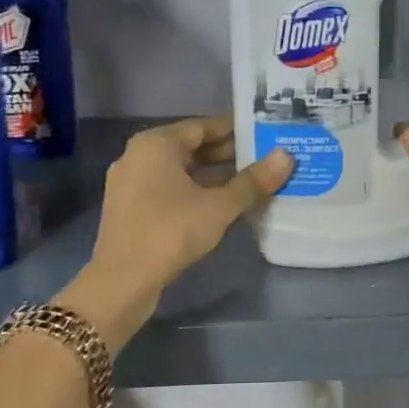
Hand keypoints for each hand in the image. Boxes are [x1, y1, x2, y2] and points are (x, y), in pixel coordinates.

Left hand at [61, 118, 292, 352]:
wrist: (122, 281)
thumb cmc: (171, 232)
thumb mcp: (219, 206)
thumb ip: (253, 181)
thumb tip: (286, 156)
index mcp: (156, 143)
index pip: (202, 126)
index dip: (236, 130)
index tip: (265, 135)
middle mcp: (139, 155)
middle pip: (190, 147)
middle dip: (227, 154)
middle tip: (264, 158)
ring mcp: (130, 182)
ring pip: (179, 170)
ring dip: (212, 175)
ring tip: (250, 181)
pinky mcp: (130, 208)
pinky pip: (167, 188)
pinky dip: (193, 191)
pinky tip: (220, 205)